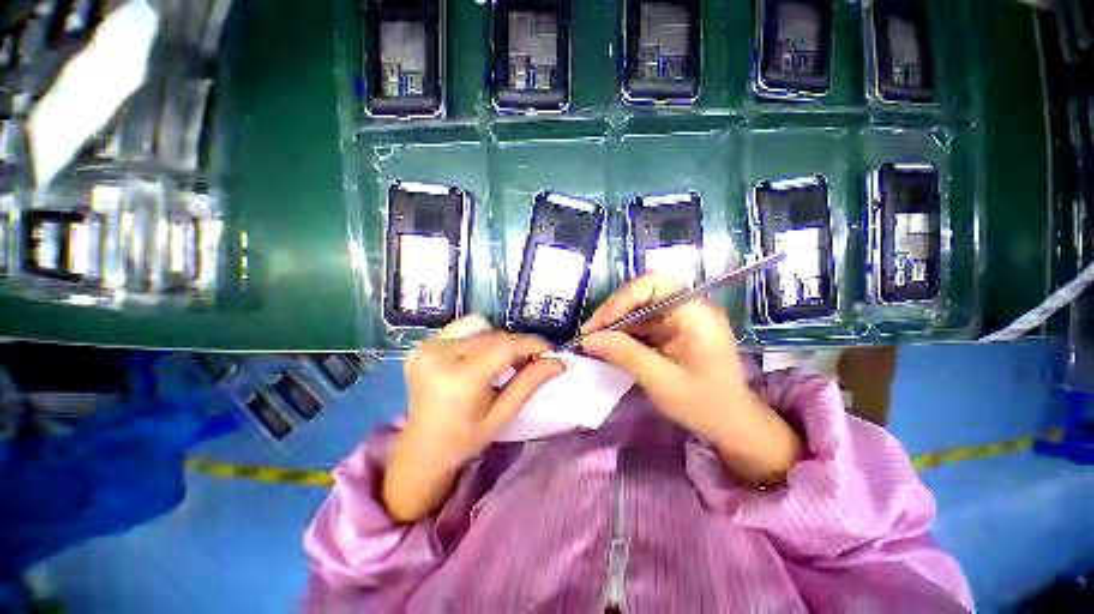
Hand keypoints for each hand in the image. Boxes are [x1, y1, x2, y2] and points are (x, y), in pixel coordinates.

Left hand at [383, 315, 563, 521]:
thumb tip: (558, 362)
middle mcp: (439, 355)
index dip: (532, 344)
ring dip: (498, 339)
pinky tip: (480, 355)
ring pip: (479, 326)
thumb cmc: (465, 438)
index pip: (505, 346)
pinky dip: (478, 335)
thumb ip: (530, 383)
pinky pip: (461, 327)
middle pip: (494, 335)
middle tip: (531, 360)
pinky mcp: (422, 345)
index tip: (549, 351)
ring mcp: (427, 347)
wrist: (422, 449)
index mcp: (459, 379)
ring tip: (503, 360)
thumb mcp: (502, 414)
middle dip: (518, 345)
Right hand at [581, 273, 801, 484]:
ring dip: (615, 321)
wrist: (733, 424)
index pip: (653, 284)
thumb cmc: (705, 404)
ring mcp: (681, 317)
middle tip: (591, 332)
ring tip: (594, 339)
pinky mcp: (674, 329)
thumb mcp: (661, 380)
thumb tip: (588, 338)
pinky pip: (643, 321)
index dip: (622, 299)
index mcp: (695, 312)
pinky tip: (610, 344)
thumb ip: (624, 354)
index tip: (599, 325)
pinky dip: (625, 331)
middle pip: (643, 292)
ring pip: (639, 306)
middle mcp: (688, 306)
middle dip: (614, 309)